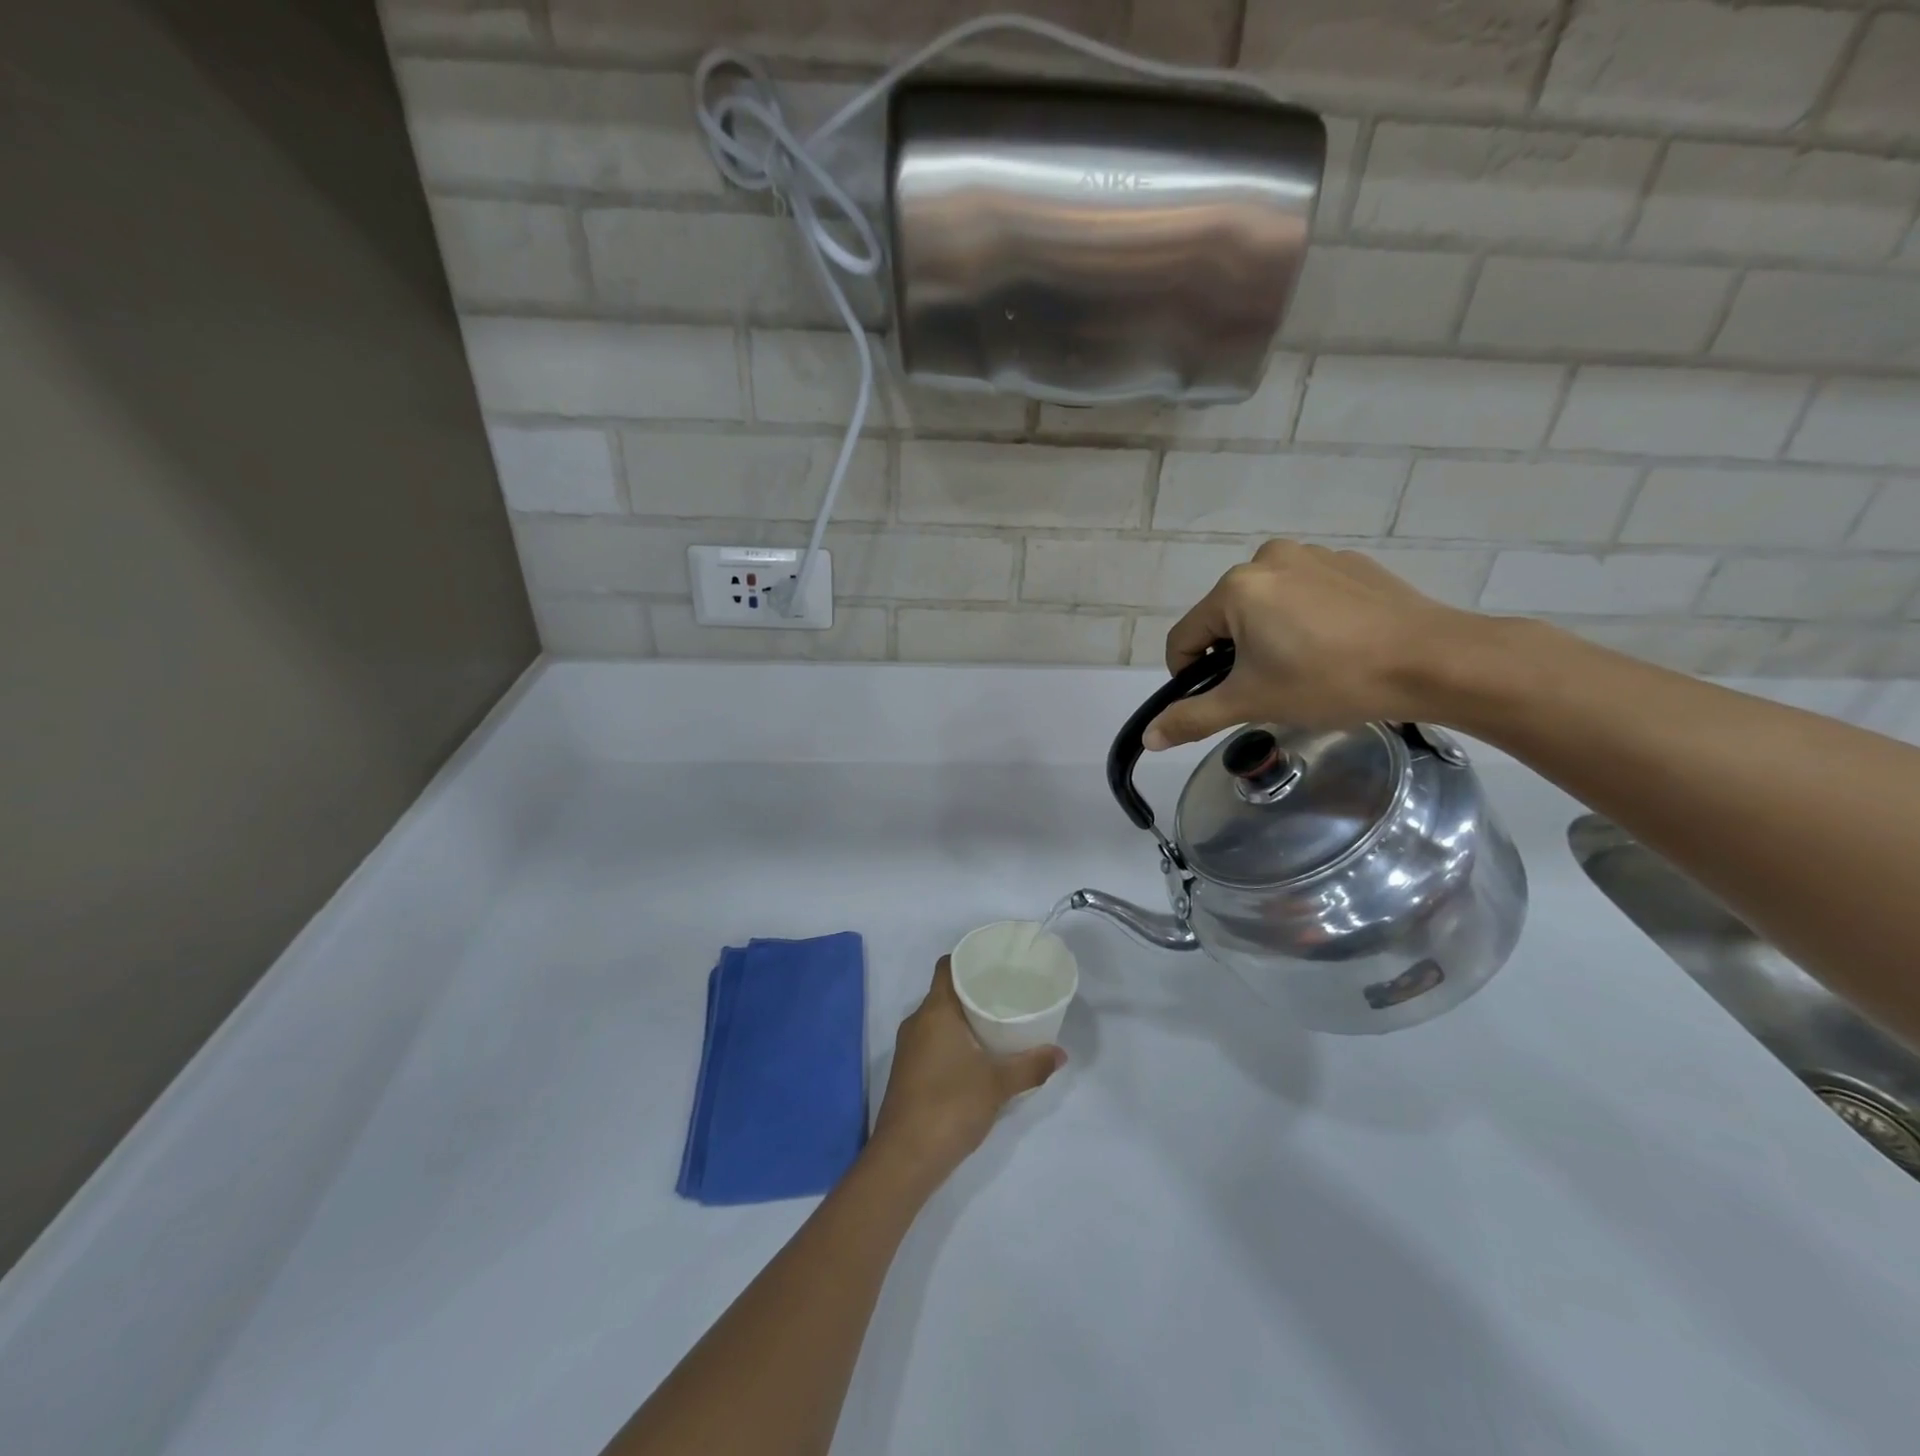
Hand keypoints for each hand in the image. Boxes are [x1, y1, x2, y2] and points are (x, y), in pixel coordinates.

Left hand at [869, 958, 1064, 1188]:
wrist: (905, 1158)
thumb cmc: (951, 1106)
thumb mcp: (998, 1085)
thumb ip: (1030, 1065)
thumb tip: (1060, 1053)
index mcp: (934, 1011)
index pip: (947, 967)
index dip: (968, 958)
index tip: (995, 961)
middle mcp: (917, 1022)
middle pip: (945, 992)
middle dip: (973, 990)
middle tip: (1007, 991)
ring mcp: (909, 1048)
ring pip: (938, 1019)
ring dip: (964, 1017)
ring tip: (998, 1020)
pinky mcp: (908, 1071)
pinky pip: (933, 1040)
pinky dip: (954, 1039)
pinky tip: (977, 1054)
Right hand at [1145, 539, 1481, 750]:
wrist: (1434, 661)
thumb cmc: (1330, 680)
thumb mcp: (1253, 703)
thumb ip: (1193, 717)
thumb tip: (1148, 737)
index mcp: (1236, 588)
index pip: (1184, 638)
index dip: (1190, 676)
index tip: (1221, 700)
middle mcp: (1267, 558)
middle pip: (1225, 618)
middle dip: (1235, 655)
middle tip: (1270, 687)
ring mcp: (1313, 556)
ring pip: (1265, 605)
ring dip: (1268, 636)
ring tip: (1306, 667)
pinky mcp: (1350, 564)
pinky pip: (1305, 594)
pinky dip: (1305, 619)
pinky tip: (1336, 646)